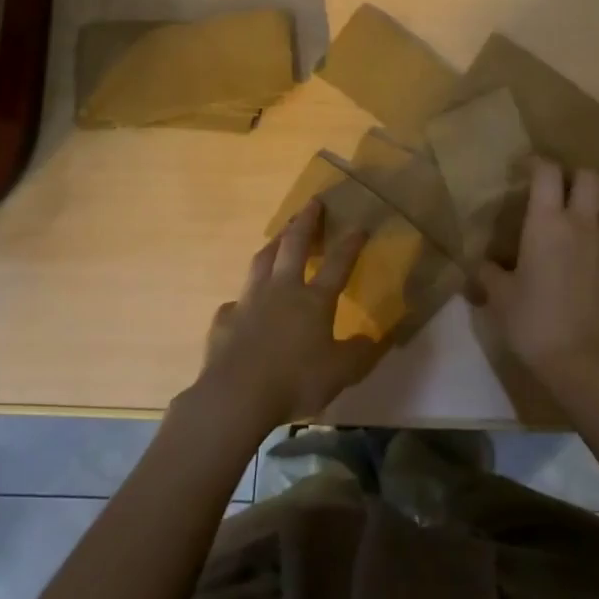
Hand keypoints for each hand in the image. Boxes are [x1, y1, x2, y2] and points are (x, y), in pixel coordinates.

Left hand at [196, 201, 380, 430]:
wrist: (236, 395)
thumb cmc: (295, 381)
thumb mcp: (341, 373)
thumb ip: (359, 353)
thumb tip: (373, 338)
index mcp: (314, 300)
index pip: (337, 264)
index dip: (350, 244)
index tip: (359, 224)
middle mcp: (282, 290)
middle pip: (294, 245)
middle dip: (305, 222)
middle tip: (312, 203)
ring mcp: (250, 301)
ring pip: (262, 261)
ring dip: (274, 243)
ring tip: (280, 234)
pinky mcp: (225, 320)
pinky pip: (235, 302)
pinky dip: (242, 298)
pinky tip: (242, 304)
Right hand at [474, 160, 598, 384]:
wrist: (584, 360)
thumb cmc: (534, 322)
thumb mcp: (499, 296)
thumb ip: (488, 272)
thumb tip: (482, 263)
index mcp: (547, 222)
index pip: (548, 171)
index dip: (535, 162)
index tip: (522, 169)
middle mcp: (581, 223)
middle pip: (588, 176)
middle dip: (571, 175)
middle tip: (553, 190)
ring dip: (591, 199)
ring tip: (573, 215)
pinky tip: (584, 248)